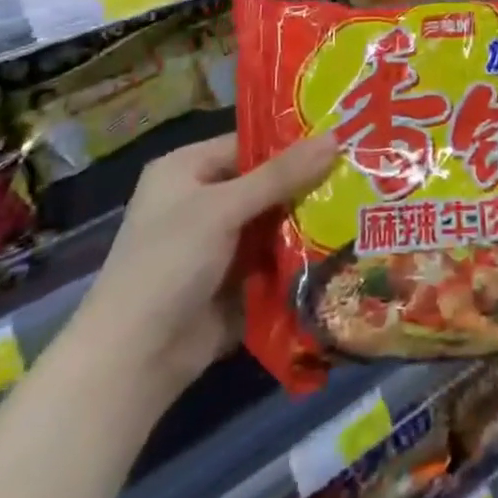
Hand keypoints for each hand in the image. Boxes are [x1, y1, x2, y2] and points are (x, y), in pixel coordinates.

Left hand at [61, 133, 337, 407]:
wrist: (133, 361)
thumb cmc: (169, 263)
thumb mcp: (224, 208)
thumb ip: (281, 175)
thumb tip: (336, 137)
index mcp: (187, 170)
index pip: (249, 144)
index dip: (294, 142)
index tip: (344, 137)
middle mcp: (202, 201)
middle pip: (267, 183)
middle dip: (309, 183)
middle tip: (363, 170)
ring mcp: (219, 244)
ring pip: (275, 222)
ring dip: (310, 220)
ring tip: (364, 204)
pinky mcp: (234, 281)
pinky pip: (275, 258)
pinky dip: (302, 254)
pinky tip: (346, 244)